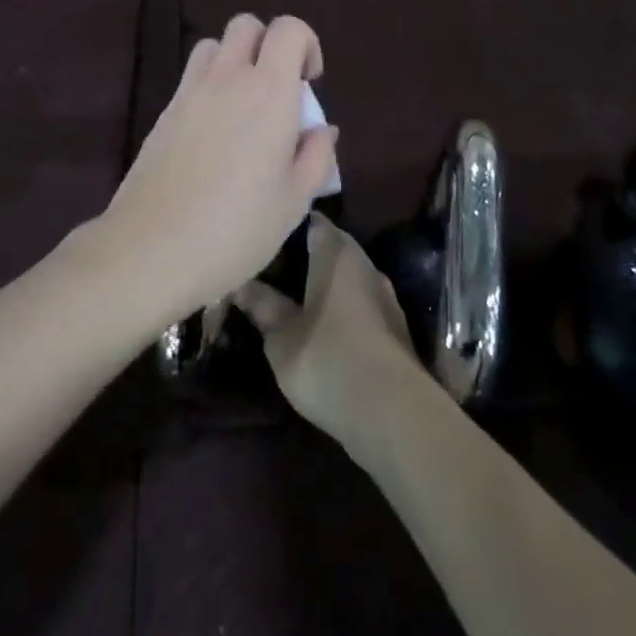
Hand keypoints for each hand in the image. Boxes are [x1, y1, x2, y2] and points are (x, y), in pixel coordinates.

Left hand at [97, 14, 337, 323]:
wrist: (152, 248)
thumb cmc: (237, 227)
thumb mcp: (295, 200)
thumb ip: (317, 156)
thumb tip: (321, 129)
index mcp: (269, 91)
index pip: (288, 28)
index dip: (306, 44)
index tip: (309, 84)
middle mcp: (228, 78)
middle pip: (246, 25)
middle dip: (268, 45)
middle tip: (277, 91)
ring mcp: (189, 92)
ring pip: (213, 46)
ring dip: (234, 61)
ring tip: (243, 107)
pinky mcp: (164, 112)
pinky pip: (191, 78)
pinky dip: (209, 86)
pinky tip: (213, 134)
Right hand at [236, 217, 427, 443]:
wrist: (394, 413)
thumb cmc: (328, 360)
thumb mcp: (281, 336)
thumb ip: (262, 305)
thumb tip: (241, 283)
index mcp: (337, 253)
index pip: (312, 221)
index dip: (287, 227)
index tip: (263, 238)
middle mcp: (365, 264)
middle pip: (331, 248)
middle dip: (303, 257)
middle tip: (270, 272)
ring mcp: (384, 296)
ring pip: (346, 277)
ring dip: (323, 285)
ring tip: (290, 299)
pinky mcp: (394, 327)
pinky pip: (359, 304)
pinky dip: (340, 308)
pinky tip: (321, 328)